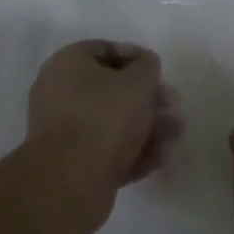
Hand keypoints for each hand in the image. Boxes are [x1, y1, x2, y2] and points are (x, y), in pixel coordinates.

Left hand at [27, 41, 179, 227]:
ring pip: (111, 123)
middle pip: (111, 90)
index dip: (137, 59)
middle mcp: (59, 93)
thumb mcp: (138, 81)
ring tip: (173, 137)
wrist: (70, 183)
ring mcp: (62, 132)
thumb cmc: (104, 117)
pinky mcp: (70, 166)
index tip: (159, 74)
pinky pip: (105, 150)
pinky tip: (158, 159)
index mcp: (67, 63)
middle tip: (173, 109)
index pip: (107, 50)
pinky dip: (131, 152)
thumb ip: (147, 66)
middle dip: (146, 100)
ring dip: (145, 127)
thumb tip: (145, 66)